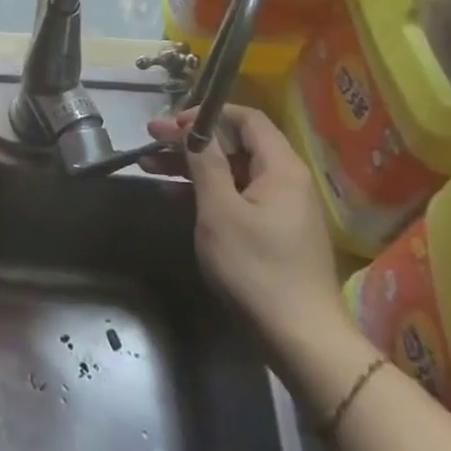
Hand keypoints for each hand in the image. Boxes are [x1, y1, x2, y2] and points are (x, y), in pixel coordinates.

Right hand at [145, 106, 344, 347]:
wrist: (300, 336)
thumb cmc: (256, 266)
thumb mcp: (220, 210)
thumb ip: (206, 163)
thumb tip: (194, 130)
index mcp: (281, 168)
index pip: (246, 119)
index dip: (207, 114)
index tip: (171, 124)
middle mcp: (286, 180)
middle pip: (235, 144)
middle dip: (190, 140)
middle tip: (150, 139)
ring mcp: (281, 207)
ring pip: (232, 171)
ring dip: (191, 165)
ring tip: (150, 166)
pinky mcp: (274, 231)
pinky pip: (236, 196)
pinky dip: (206, 190)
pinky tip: (174, 196)